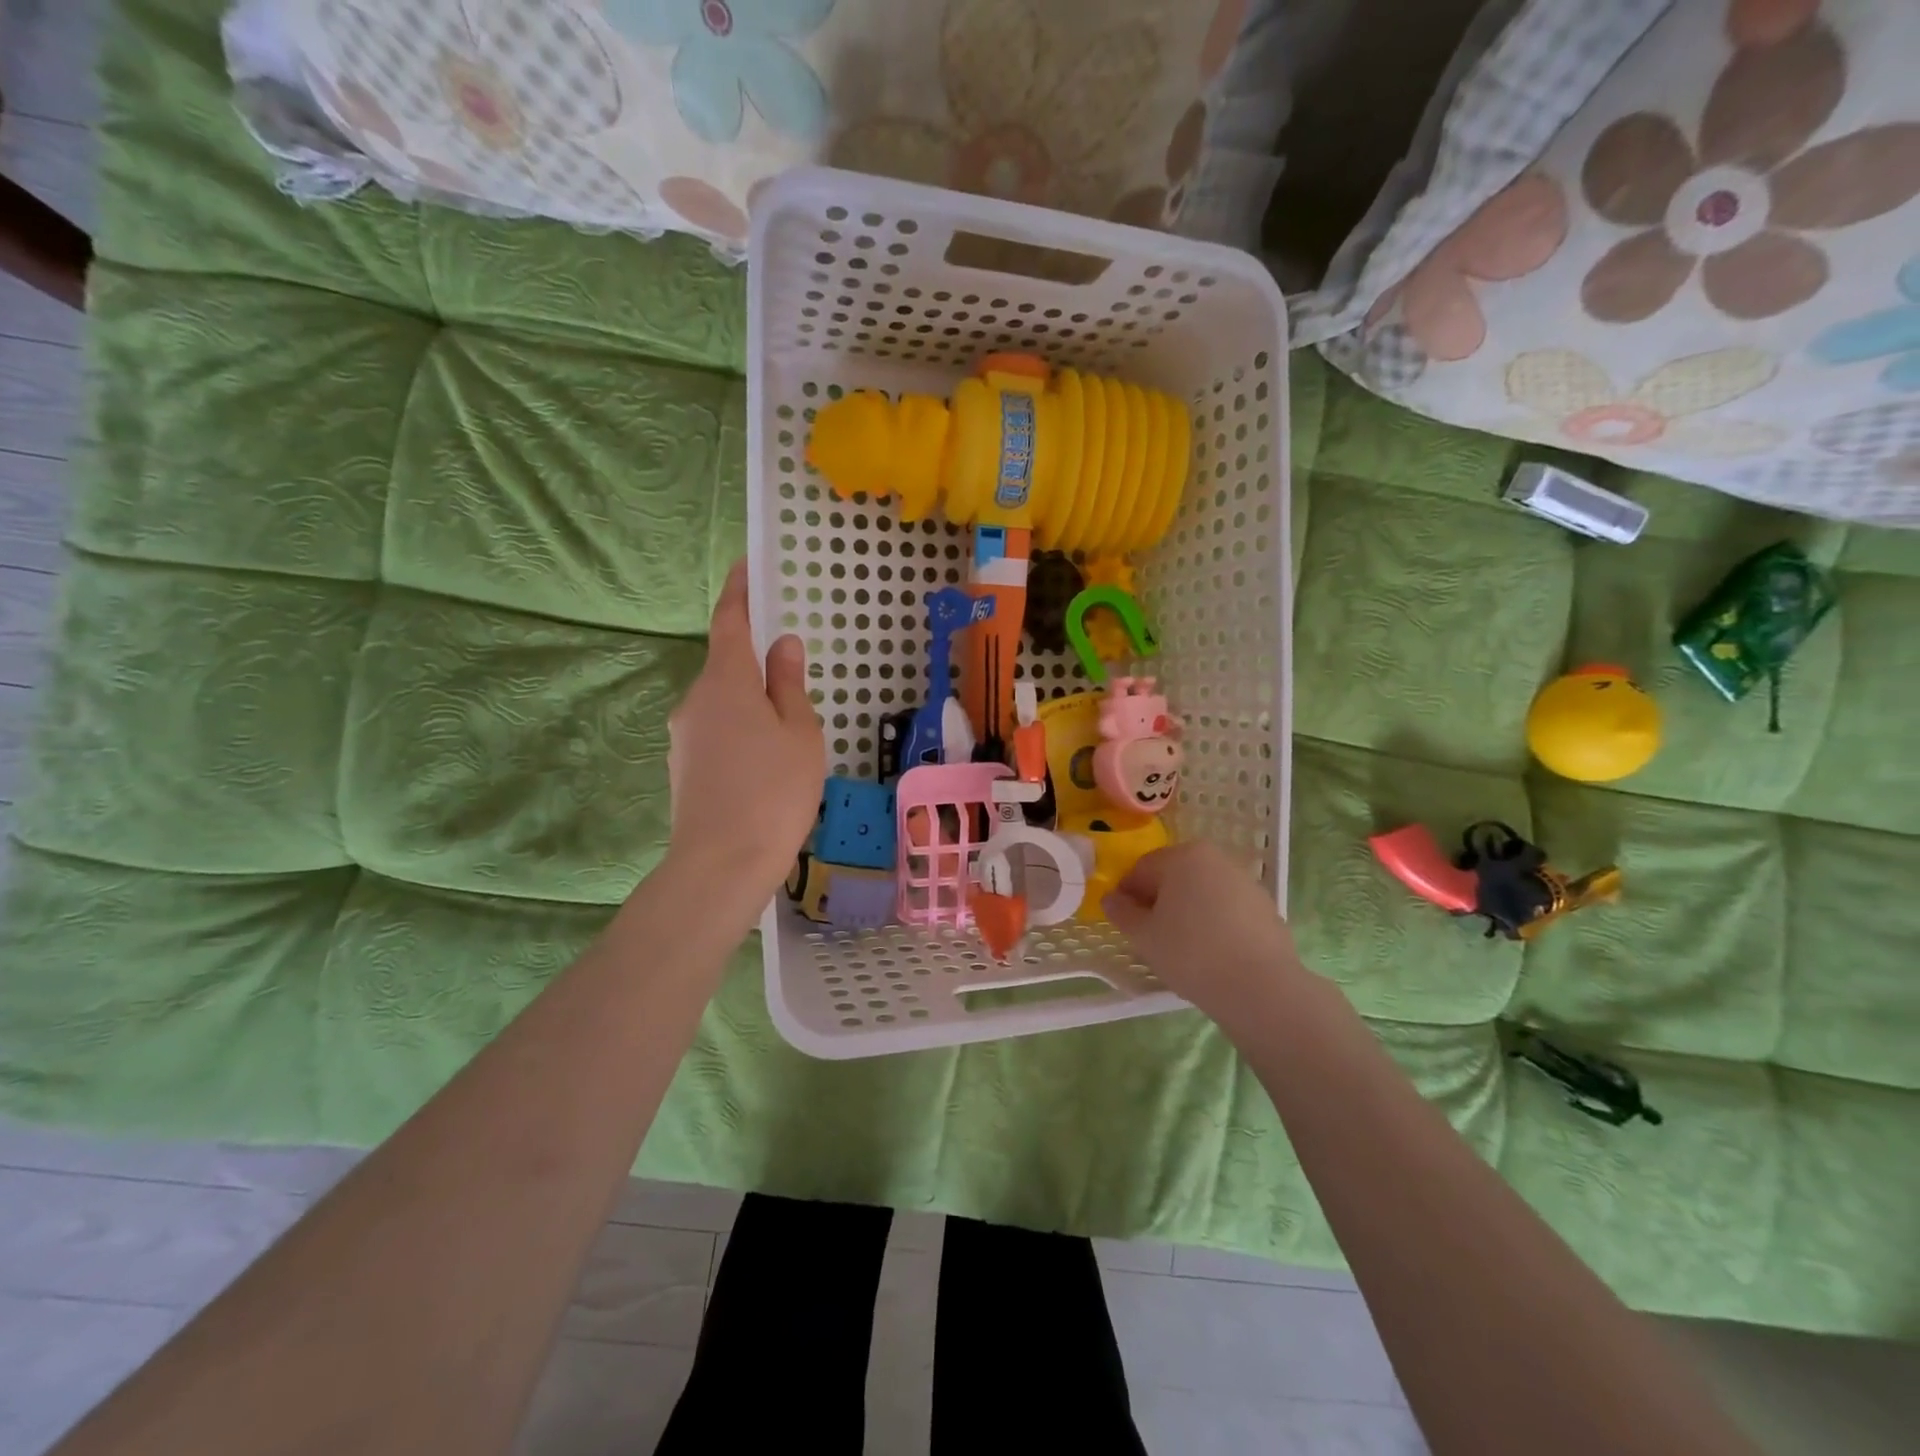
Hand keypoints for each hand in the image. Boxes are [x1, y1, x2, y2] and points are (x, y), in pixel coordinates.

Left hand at [666, 560, 824, 898]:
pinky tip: (765, 764)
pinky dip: (741, 732)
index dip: (739, 592)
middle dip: (755, 663)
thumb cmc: (774, 790)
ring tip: (788, 734)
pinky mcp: (683, 767)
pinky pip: (717, 732)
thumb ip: (789, 684)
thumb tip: (782, 645)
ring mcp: (684, 736)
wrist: (722, 863)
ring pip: (723, 703)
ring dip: (751, 704)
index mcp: (726, 681)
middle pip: (726, 666)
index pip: (730, 621)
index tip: (746, 566)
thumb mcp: (799, 732)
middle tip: (794, 677)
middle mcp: (695, 700)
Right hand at [1103, 841, 1305, 1030]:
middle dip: (1159, 901)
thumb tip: (1111, 899)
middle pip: (1174, 876)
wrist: (1261, 988)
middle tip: (1151, 936)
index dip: (1127, 895)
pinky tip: (1212, 953)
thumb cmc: (1191, 953)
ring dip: (1187, 911)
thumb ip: (1122, 912)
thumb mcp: (1144, 936)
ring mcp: (1245, 882)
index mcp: (1183, 856)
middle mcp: (1215, 859)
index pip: (1141, 870)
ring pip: (1202, 892)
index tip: (1124, 923)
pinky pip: (1227, 909)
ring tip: (1183, 947)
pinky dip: (1214, 923)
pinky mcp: (1265, 907)